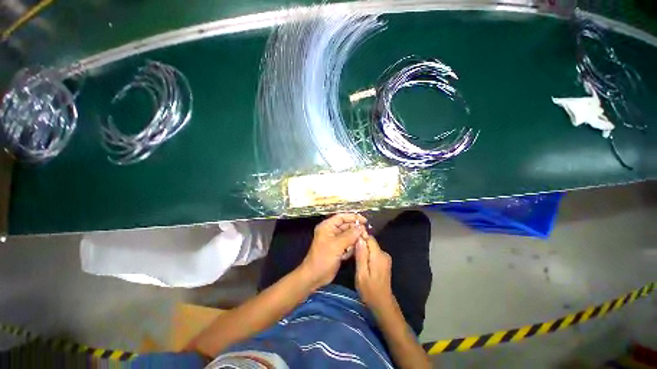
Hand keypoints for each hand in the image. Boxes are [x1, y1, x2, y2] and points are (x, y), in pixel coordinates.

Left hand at [299, 213, 367, 289]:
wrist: (315, 276)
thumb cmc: (323, 258)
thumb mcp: (337, 245)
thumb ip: (349, 235)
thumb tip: (361, 228)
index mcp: (327, 226)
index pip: (342, 217)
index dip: (353, 217)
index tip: (365, 221)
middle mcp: (331, 231)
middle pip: (346, 226)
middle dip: (356, 230)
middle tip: (365, 236)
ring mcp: (334, 240)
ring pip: (348, 235)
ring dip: (354, 240)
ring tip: (359, 245)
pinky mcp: (337, 248)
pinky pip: (348, 243)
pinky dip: (351, 247)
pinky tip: (350, 253)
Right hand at [355, 235, 394, 310]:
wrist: (383, 304)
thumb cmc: (370, 291)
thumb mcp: (361, 274)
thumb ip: (361, 256)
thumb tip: (359, 238)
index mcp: (379, 255)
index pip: (369, 238)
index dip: (360, 237)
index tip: (350, 240)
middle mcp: (384, 254)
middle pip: (370, 242)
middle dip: (360, 243)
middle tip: (350, 250)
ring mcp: (385, 258)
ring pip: (371, 247)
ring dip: (363, 249)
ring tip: (353, 256)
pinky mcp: (384, 261)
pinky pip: (373, 252)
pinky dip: (366, 254)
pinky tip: (361, 261)